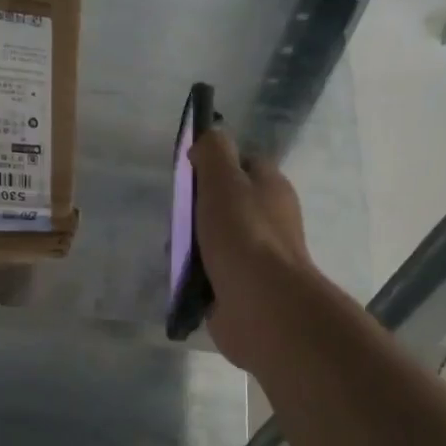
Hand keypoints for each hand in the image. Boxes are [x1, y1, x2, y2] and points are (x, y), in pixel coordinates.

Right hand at [191, 128, 318, 371]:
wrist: (261, 306)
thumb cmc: (243, 235)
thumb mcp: (224, 180)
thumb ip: (214, 152)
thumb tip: (207, 138)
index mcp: (271, 189)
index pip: (243, 163)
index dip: (216, 164)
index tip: (189, 172)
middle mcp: (267, 220)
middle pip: (225, 203)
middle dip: (196, 209)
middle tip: (177, 214)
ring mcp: (255, 257)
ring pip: (214, 239)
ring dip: (191, 244)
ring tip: (174, 248)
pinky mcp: (239, 288)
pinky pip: (209, 273)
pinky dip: (193, 274)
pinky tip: (179, 275)